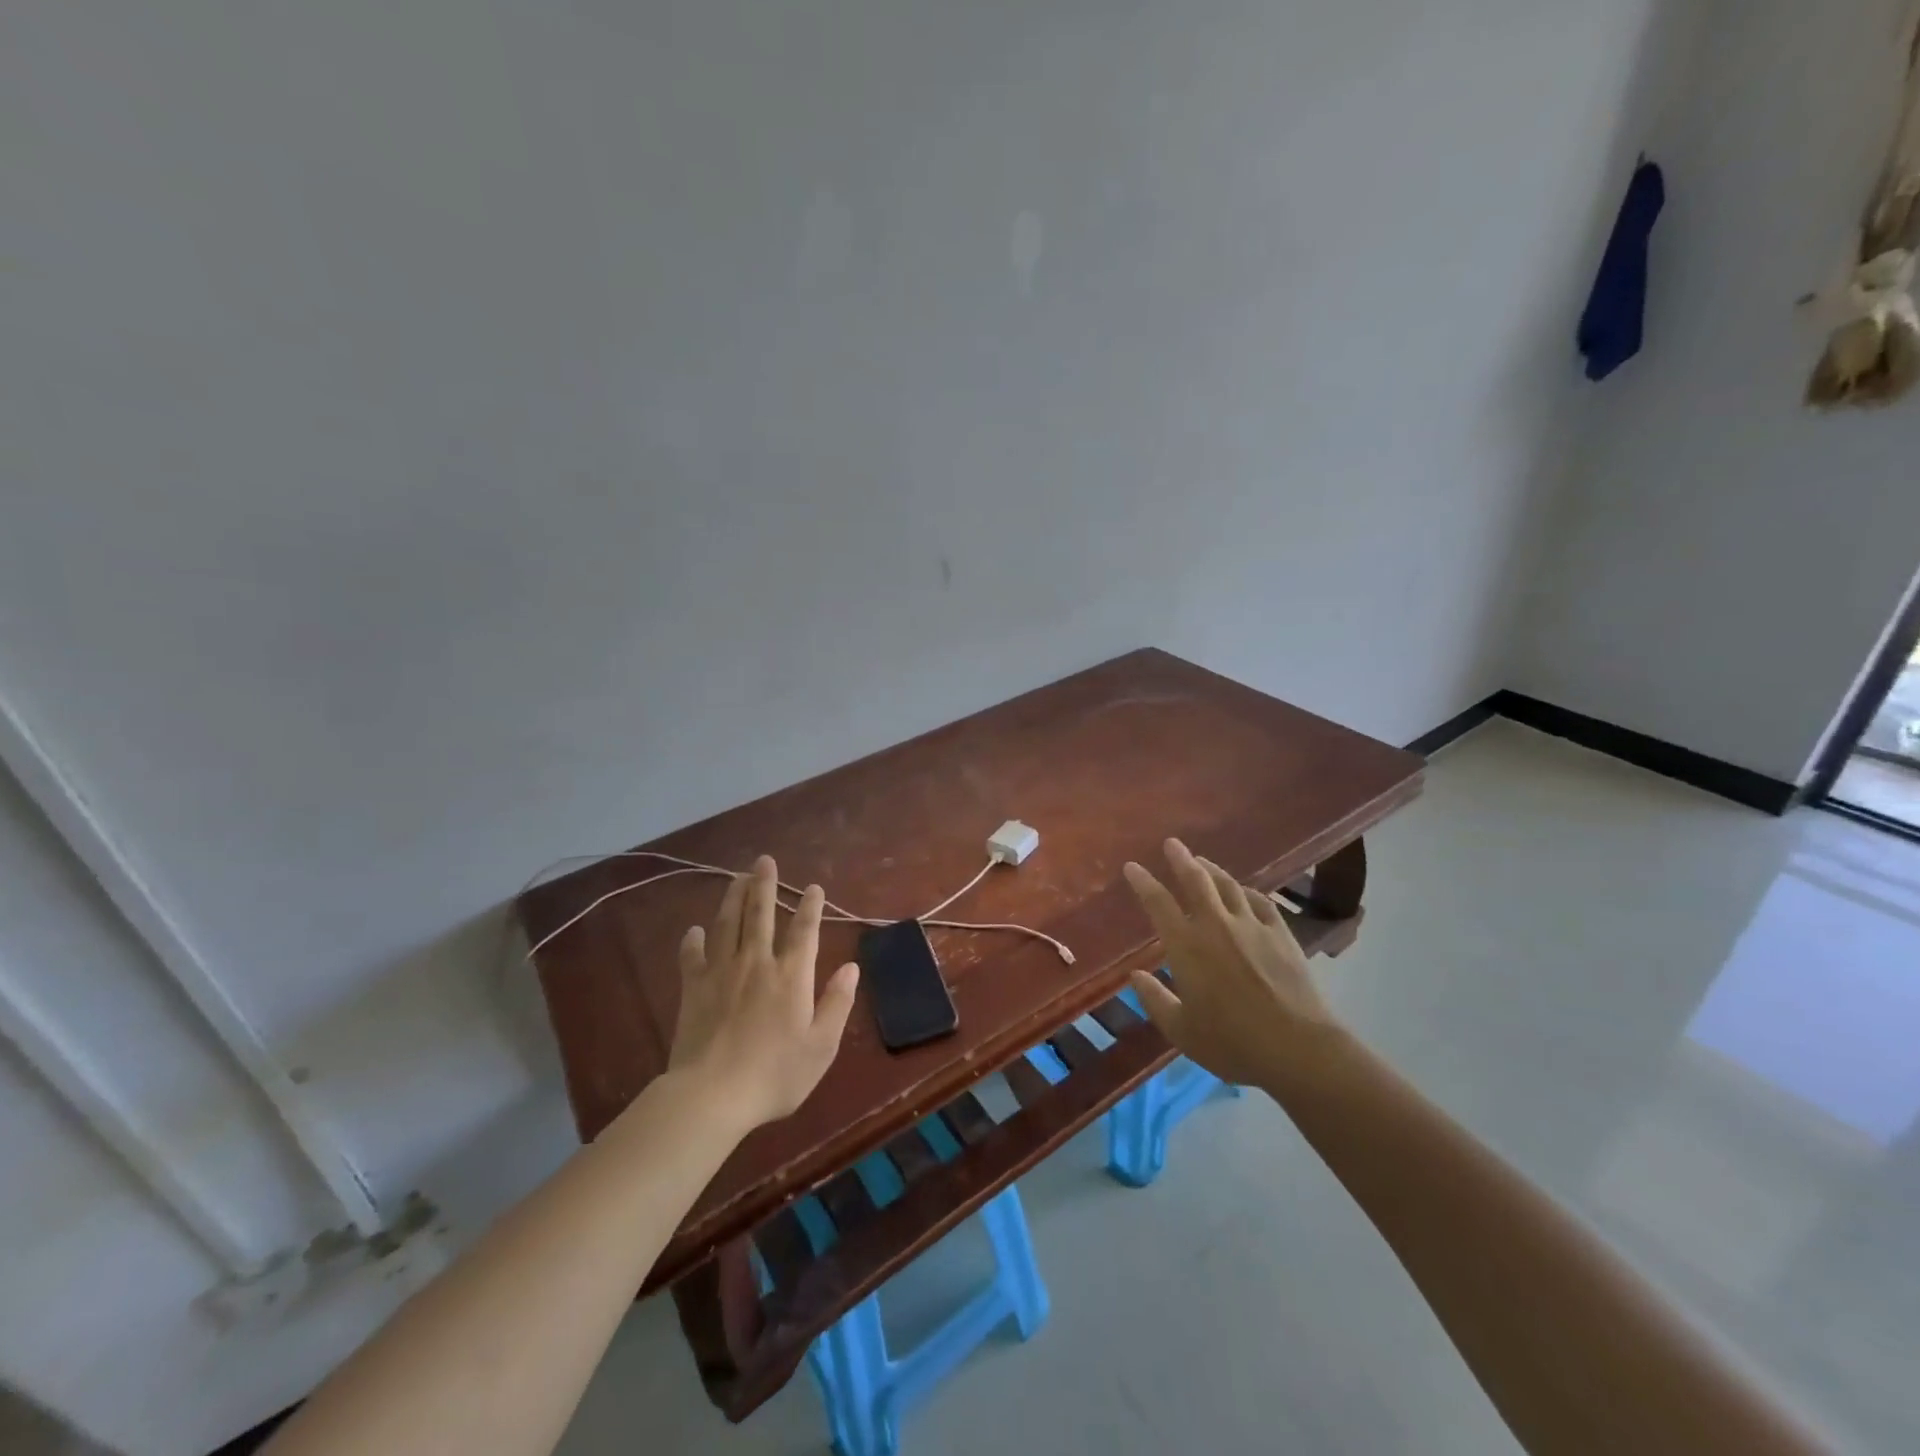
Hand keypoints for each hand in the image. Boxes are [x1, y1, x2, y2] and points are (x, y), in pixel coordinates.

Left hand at [668, 856, 859, 1128]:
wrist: (712, 1095)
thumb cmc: (775, 1074)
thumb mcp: (821, 1046)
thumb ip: (837, 1003)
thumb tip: (851, 966)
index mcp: (791, 975)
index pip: (804, 929)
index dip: (810, 906)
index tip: (813, 887)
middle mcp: (757, 962)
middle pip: (760, 914)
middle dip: (764, 885)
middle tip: (764, 860)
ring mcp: (721, 972)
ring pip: (728, 924)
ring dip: (734, 897)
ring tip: (738, 877)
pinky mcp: (693, 988)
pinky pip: (692, 956)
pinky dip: (694, 940)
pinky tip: (695, 930)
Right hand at [1122, 839, 1345, 1095]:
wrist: (1298, 1048)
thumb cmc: (1232, 1043)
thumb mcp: (1181, 1030)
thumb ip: (1155, 1000)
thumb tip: (1135, 976)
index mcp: (1186, 946)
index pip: (1158, 903)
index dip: (1143, 882)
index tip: (1132, 866)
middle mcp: (1216, 925)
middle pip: (1196, 880)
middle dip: (1180, 859)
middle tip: (1172, 843)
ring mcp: (1252, 926)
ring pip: (1228, 885)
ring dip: (1212, 869)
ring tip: (1202, 861)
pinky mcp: (1281, 934)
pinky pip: (1260, 901)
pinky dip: (1247, 891)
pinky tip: (1245, 892)